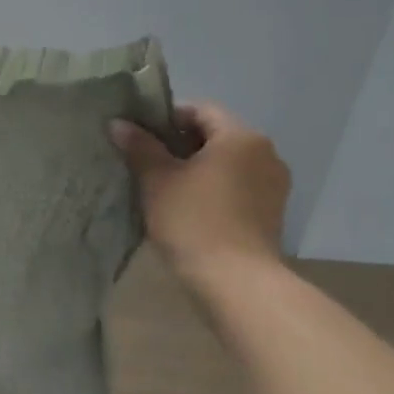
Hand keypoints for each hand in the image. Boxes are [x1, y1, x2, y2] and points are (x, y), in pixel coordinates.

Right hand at [109, 102, 289, 279]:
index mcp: (241, 137)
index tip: (139, 137)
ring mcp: (274, 185)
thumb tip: (119, 123)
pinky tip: (188, 208)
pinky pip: (237, 186)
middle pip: (215, 135)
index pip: (199, 110)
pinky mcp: (272, 213)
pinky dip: (213, 189)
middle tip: (146, 161)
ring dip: (197, 168)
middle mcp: (265, 154)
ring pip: (227, 163)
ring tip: (164, 187)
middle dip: (180, 145)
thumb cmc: (193, 220)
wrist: (236, 282)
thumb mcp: (157, 179)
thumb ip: (139, 146)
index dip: (165, 118)